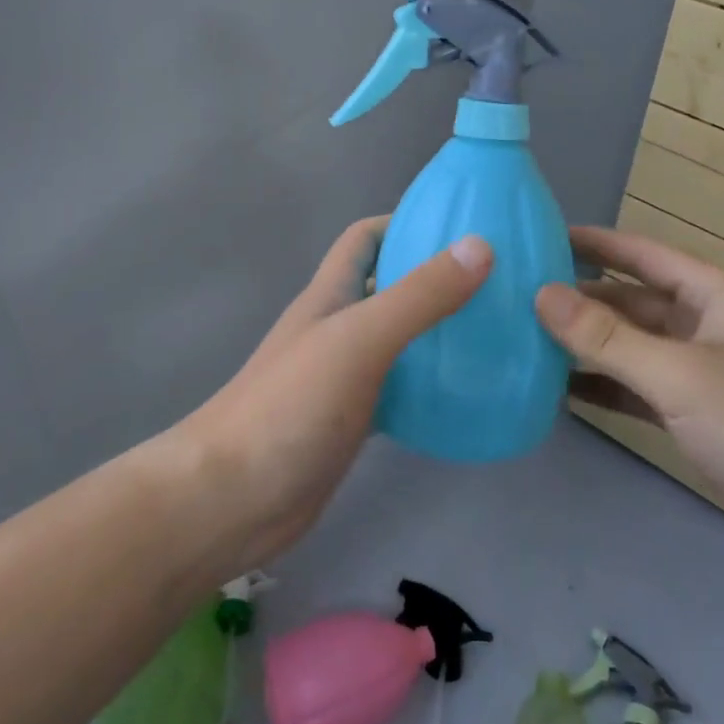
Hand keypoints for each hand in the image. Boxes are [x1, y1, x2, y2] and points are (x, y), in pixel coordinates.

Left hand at [176, 217, 490, 571]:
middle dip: (433, 278)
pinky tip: (464, 395)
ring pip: (397, 339)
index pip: (365, 237)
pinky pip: (399, 389)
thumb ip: (419, 295)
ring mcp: (342, 375)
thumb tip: (481, 246)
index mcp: (331, 293)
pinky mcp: (351, 419)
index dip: (405, 223)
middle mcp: (336, 326)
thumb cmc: (290, 406)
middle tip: (493, 284)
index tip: (459, 228)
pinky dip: (428, 385)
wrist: (231, 500)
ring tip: (492, 335)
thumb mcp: (360, 339)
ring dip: (436, 333)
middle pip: (387, 286)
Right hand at [537, 226, 723, 598]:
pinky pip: (639, 389)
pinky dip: (605, 388)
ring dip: (587, 345)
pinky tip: (560, 390)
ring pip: (632, 347)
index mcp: (714, 295)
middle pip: (631, 302)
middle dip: (580, 299)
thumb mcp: (680, 374)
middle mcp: (706, 325)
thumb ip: (607, 337)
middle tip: (516, 296)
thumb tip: (542, 293)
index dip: (593, 243)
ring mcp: (702, 374)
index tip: (539, 236)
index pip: (641, 254)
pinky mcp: (697, 418)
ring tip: (526, 339)